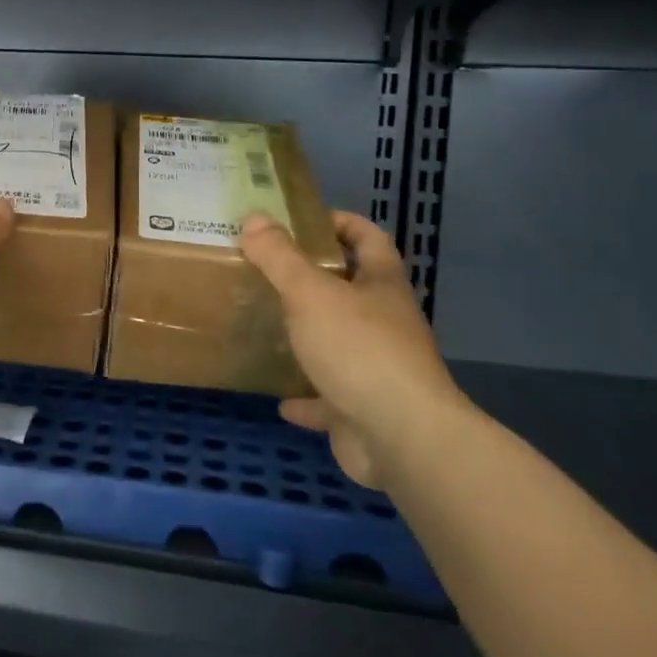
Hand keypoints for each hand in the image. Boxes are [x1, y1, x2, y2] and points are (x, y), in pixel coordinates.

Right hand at [240, 210, 469, 488]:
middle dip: (314, 280)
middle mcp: (385, 322)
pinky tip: (278, 398)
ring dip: (309, 337)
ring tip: (267, 326)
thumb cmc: (359, 349)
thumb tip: (254, 218)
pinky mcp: (363, 410)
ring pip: (339, 343)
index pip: (368, 237)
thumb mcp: (310, 293)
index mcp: (381, 285)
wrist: (401, 438)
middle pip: (352, 290)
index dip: (340, 222)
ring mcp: (377, 368)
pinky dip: (306, 397)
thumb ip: (280, 257)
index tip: (301, 220)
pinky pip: (329, 398)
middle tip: (267, 271)